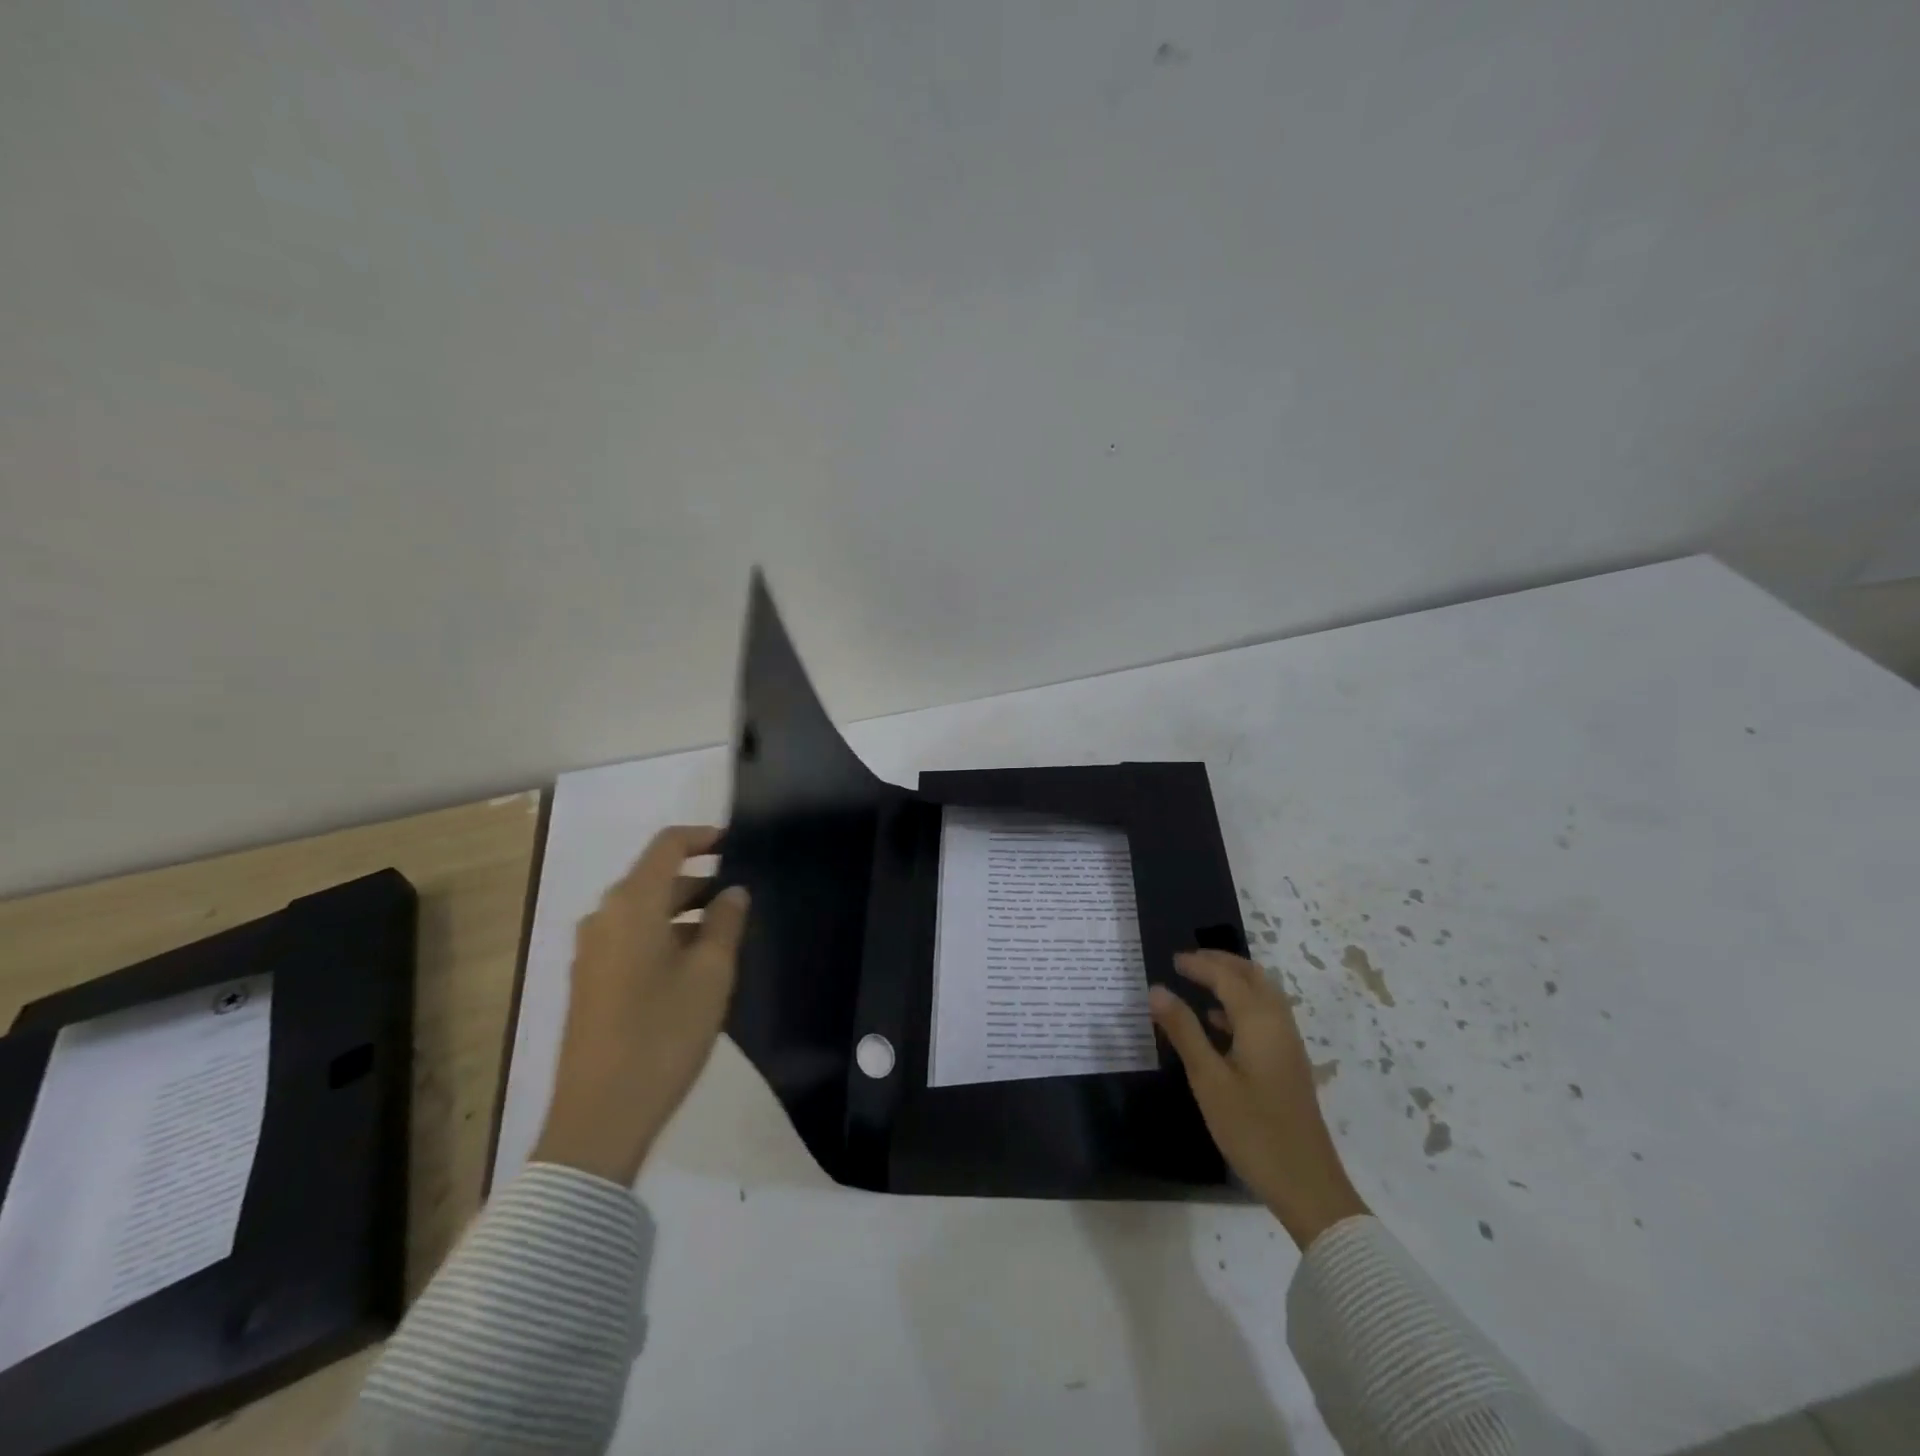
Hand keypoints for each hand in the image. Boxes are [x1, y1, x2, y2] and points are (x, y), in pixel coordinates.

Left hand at [531, 825, 749, 1185]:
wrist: (599, 1117)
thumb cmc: (663, 1034)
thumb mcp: (711, 974)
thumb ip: (726, 922)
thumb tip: (733, 891)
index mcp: (632, 905)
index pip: (667, 846)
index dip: (703, 837)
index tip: (738, 843)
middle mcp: (604, 918)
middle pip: (655, 878)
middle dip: (700, 880)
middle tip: (743, 898)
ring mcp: (591, 951)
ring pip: (644, 911)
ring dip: (684, 912)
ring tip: (726, 933)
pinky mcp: (589, 981)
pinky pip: (631, 938)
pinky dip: (663, 935)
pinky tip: (693, 966)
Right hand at [1149, 951, 1368, 1248]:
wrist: (1307, 1185)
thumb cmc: (1253, 1130)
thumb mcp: (1209, 1080)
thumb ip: (1184, 1031)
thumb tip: (1157, 990)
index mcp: (1260, 1022)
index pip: (1227, 977)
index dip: (1200, 964)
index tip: (1172, 959)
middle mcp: (1279, 1025)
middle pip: (1253, 977)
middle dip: (1222, 963)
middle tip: (1189, 961)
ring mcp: (1288, 1046)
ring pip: (1263, 996)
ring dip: (1233, 981)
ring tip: (1199, 983)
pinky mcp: (1288, 1065)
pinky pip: (1265, 1017)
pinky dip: (1241, 1005)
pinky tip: (1218, 1024)